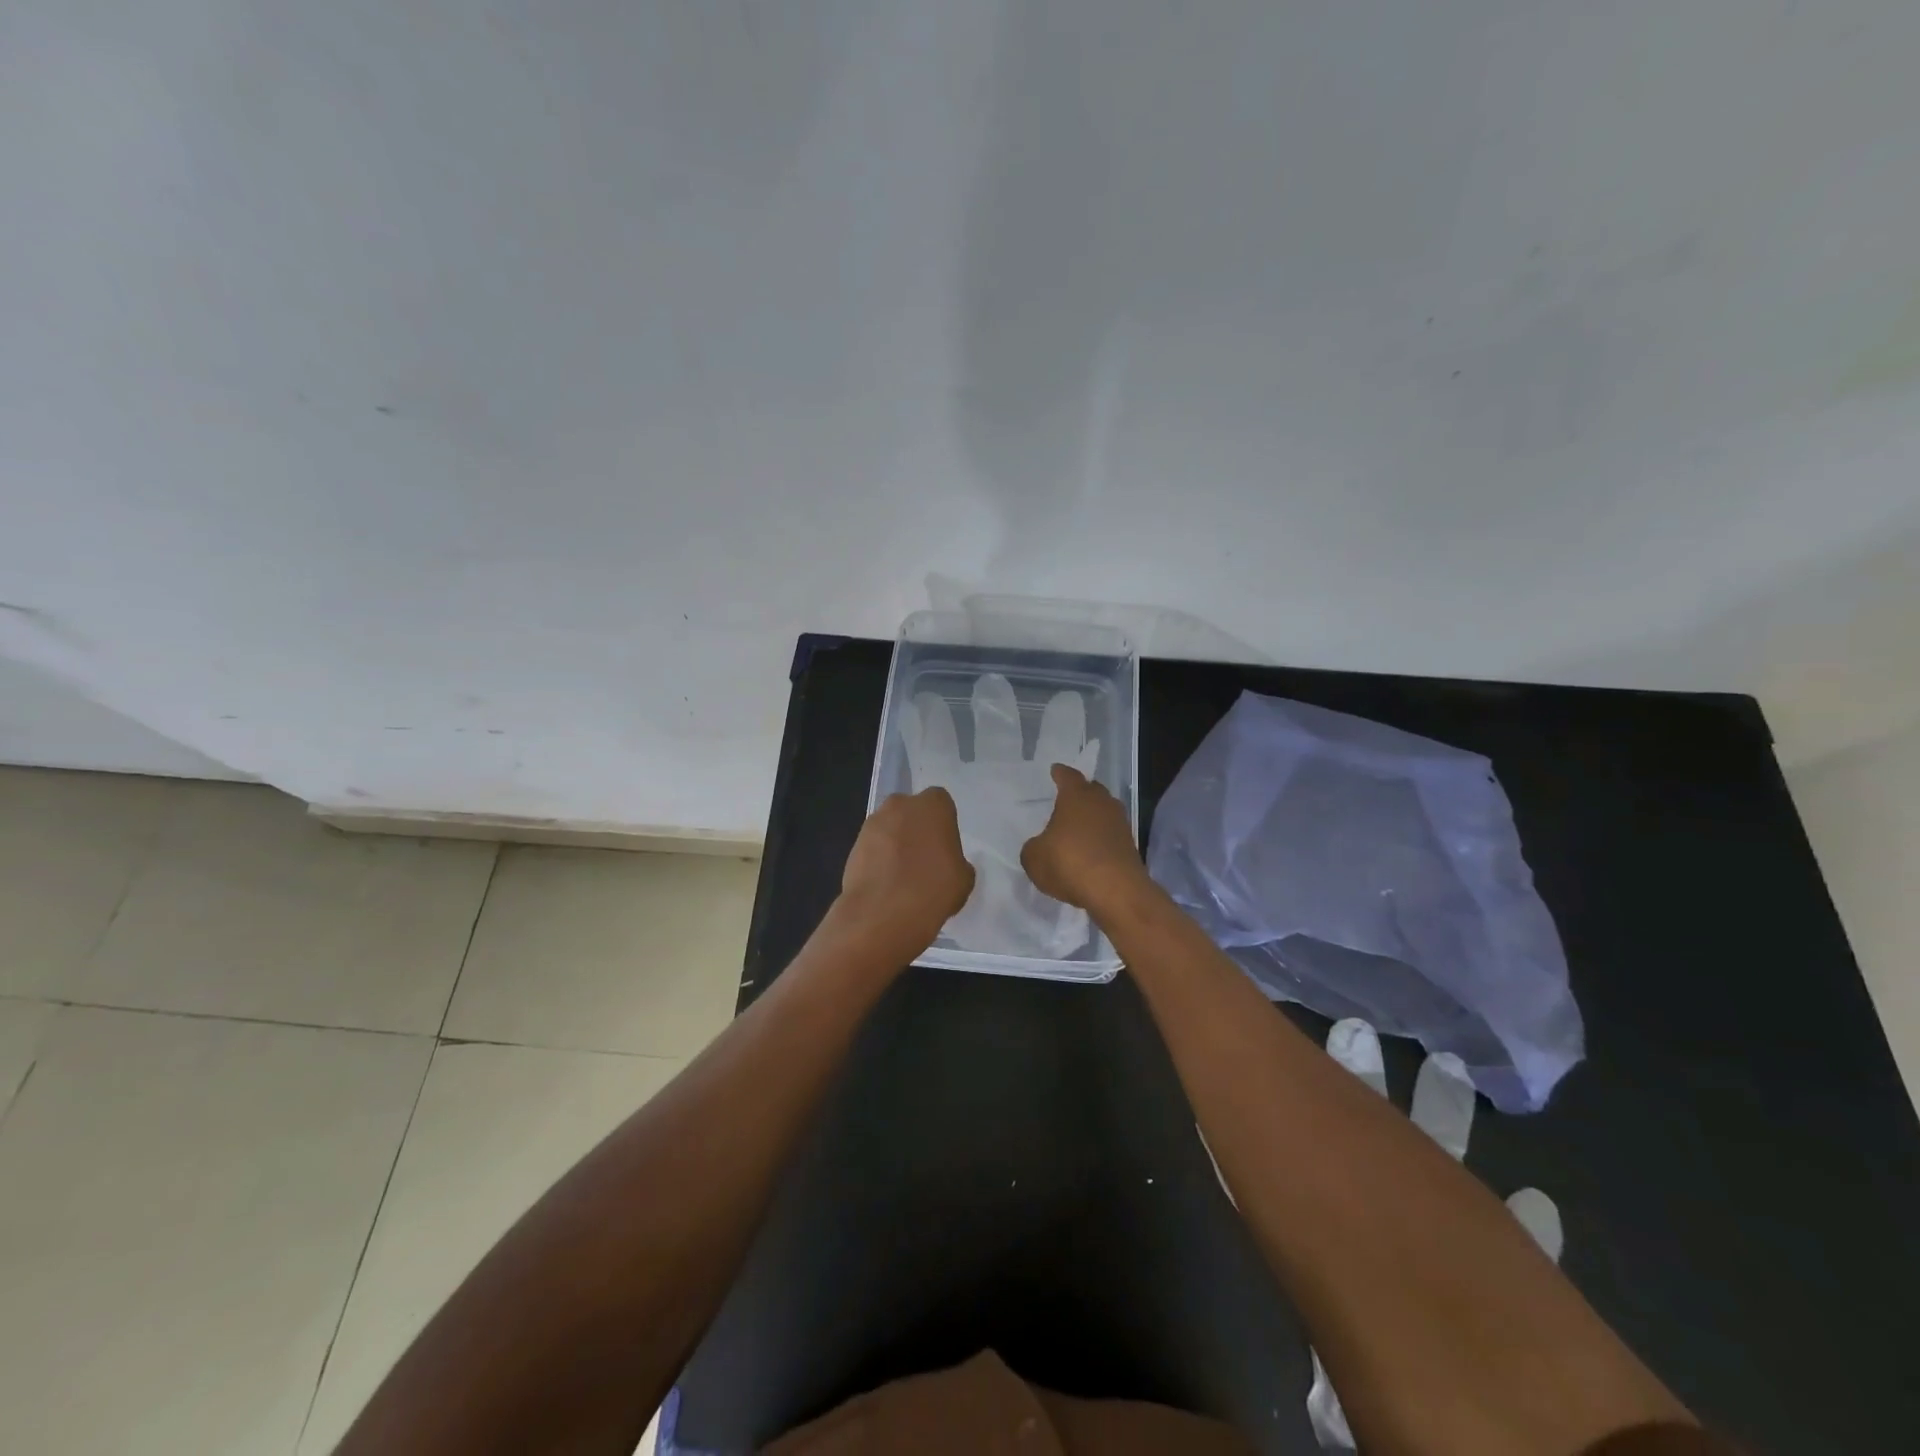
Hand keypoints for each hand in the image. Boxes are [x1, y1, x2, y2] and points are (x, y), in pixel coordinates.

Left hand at [839, 787, 975, 955]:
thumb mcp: (964, 879)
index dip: (942, 823)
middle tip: (924, 858)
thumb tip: (948, 865)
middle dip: (916, 828)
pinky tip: (885, 885)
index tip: (944, 845)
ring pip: (889, 828)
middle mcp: (900, 805)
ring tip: (902, 876)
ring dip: (895, 844)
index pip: (941, 802)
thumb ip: (957, 862)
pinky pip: (872, 848)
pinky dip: (878, 860)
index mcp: (933, 806)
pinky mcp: (853, 846)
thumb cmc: (933, 888)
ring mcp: (872, 824)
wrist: (883, 913)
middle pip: (911, 811)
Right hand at [1021, 764, 1149, 914]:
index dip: (1060, 773)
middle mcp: (1102, 803)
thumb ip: (1033, 847)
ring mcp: (1120, 824)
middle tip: (1066, 799)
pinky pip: (1110, 835)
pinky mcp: (1130, 846)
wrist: (1116, 891)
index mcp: (1077, 796)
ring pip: (1103, 812)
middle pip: (1091, 790)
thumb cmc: (1069, 863)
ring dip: (1092, 818)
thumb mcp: (1034, 857)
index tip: (1055, 771)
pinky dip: (1100, 839)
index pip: (1068, 776)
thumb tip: (1040, 846)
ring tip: (1077, 827)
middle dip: (1079, 793)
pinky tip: (1089, 851)